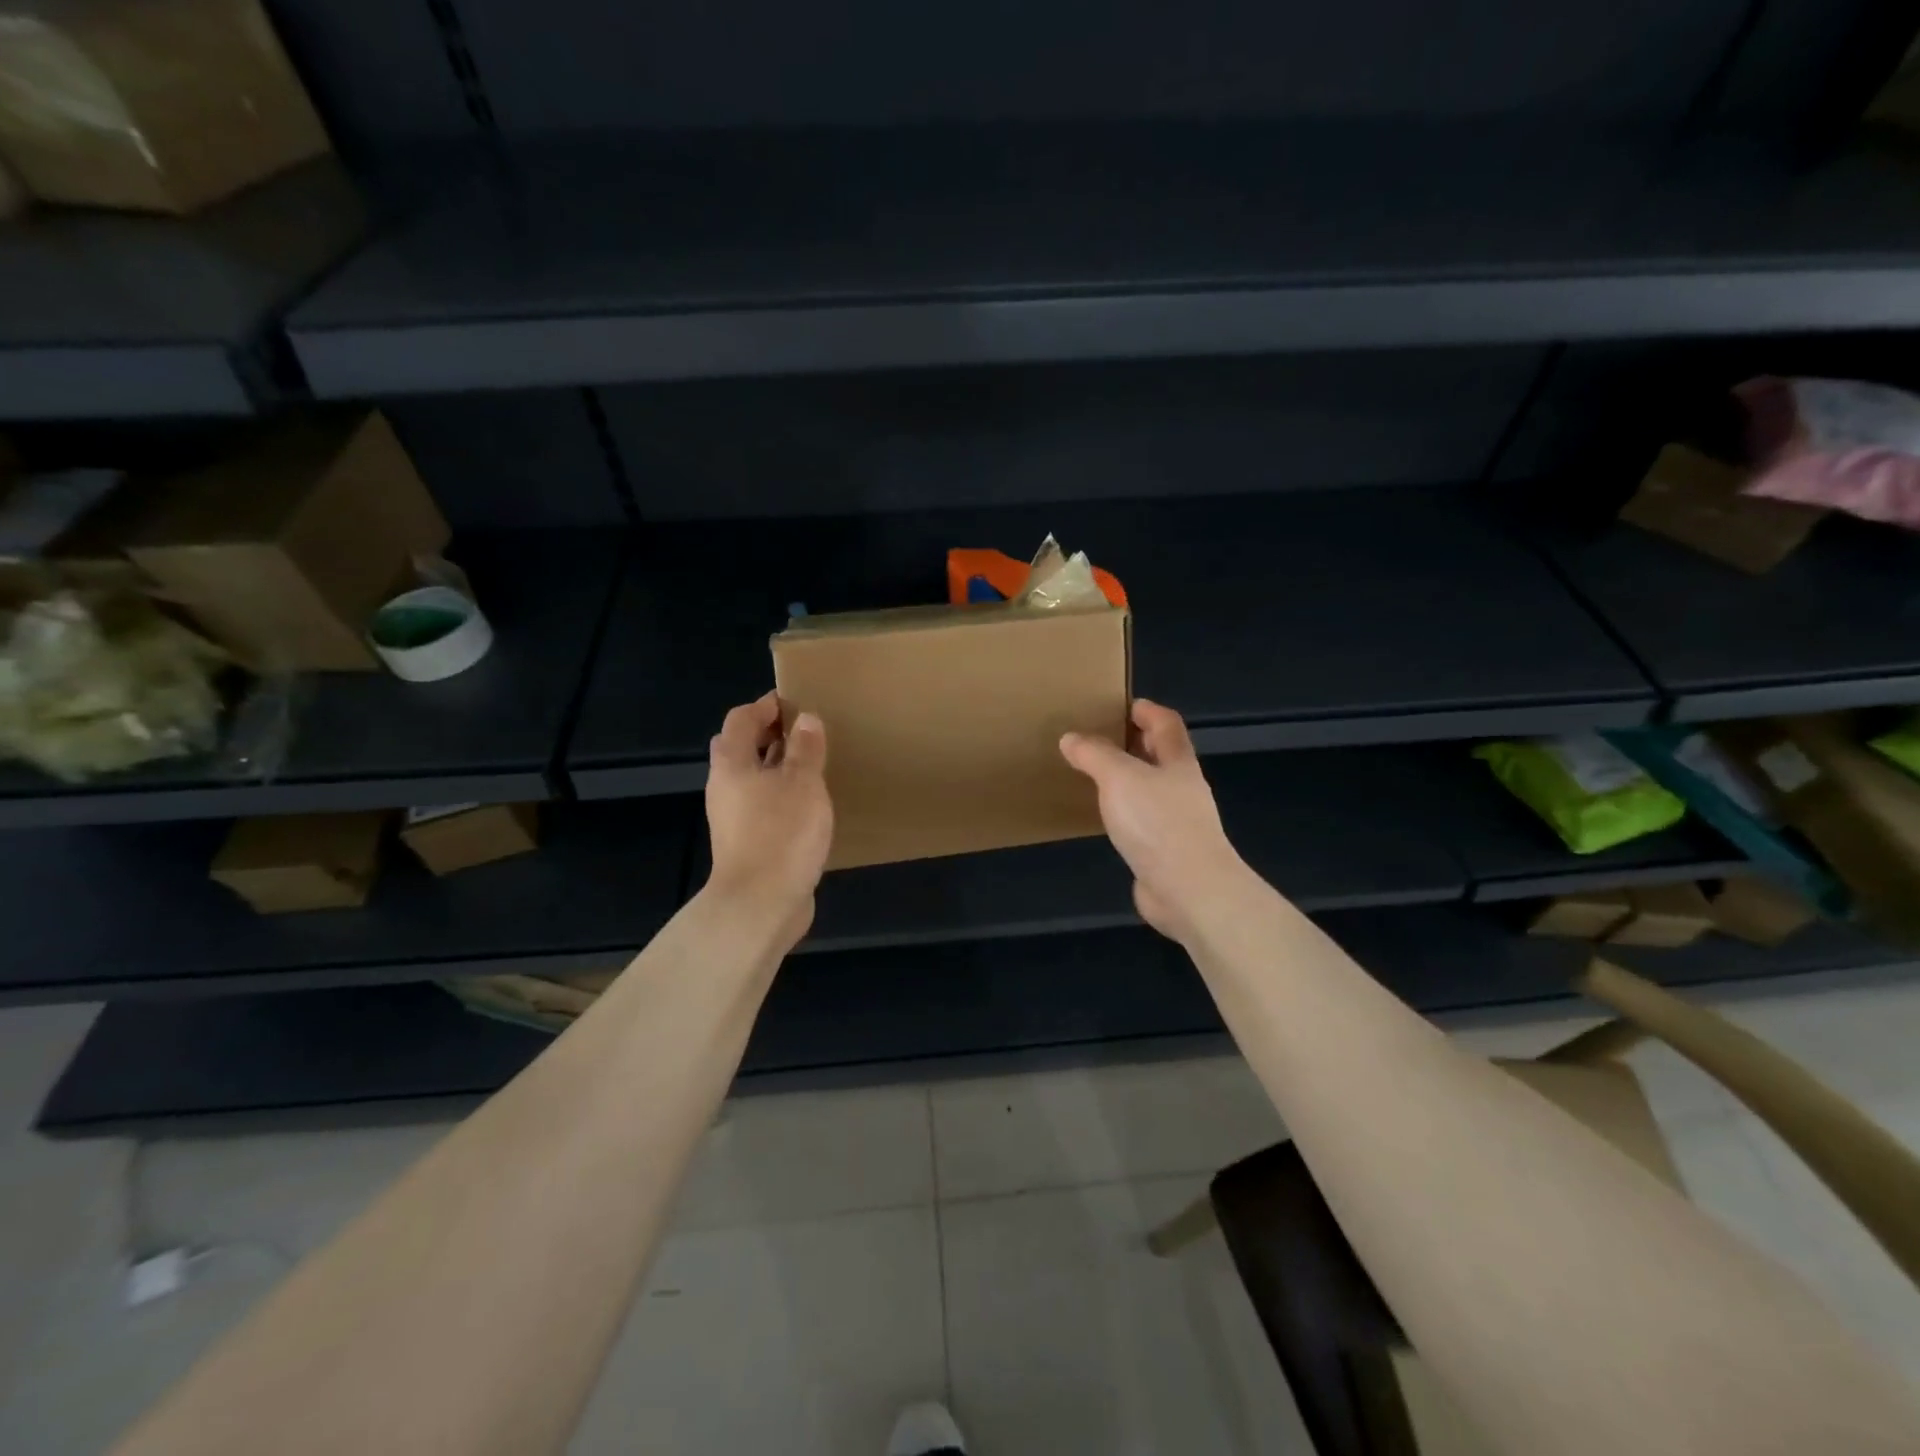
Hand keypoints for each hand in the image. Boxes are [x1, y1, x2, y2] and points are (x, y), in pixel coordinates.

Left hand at [705, 693, 833, 934]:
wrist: (761, 904)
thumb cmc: (781, 834)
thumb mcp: (803, 783)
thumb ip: (806, 749)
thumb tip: (806, 719)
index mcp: (732, 766)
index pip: (741, 720)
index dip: (764, 706)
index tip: (793, 702)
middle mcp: (725, 788)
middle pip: (740, 749)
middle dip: (767, 735)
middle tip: (802, 732)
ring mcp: (734, 819)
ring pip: (752, 780)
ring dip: (777, 767)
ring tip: (812, 765)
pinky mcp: (748, 843)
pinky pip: (763, 806)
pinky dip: (781, 796)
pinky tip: (808, 805)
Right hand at [1060, 699, 1250, 944]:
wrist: (1189, 889)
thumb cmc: (1157, 823)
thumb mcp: (1119, 778)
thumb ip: (1094, 755)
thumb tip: (1071, 738)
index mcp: (1178, 763)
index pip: (1167, 724)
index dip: (1148, 711)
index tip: (1125, 704)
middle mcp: (1183, 788)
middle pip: (1163, 756)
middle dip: (1137, 744)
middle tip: (1102, 737)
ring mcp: (1179, 823)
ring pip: (1153, 790)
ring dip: (1130, 780)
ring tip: (1097, 776)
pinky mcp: (1168, 852)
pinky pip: (1145, 822)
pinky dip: (1127, 813)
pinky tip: (1108, 819)